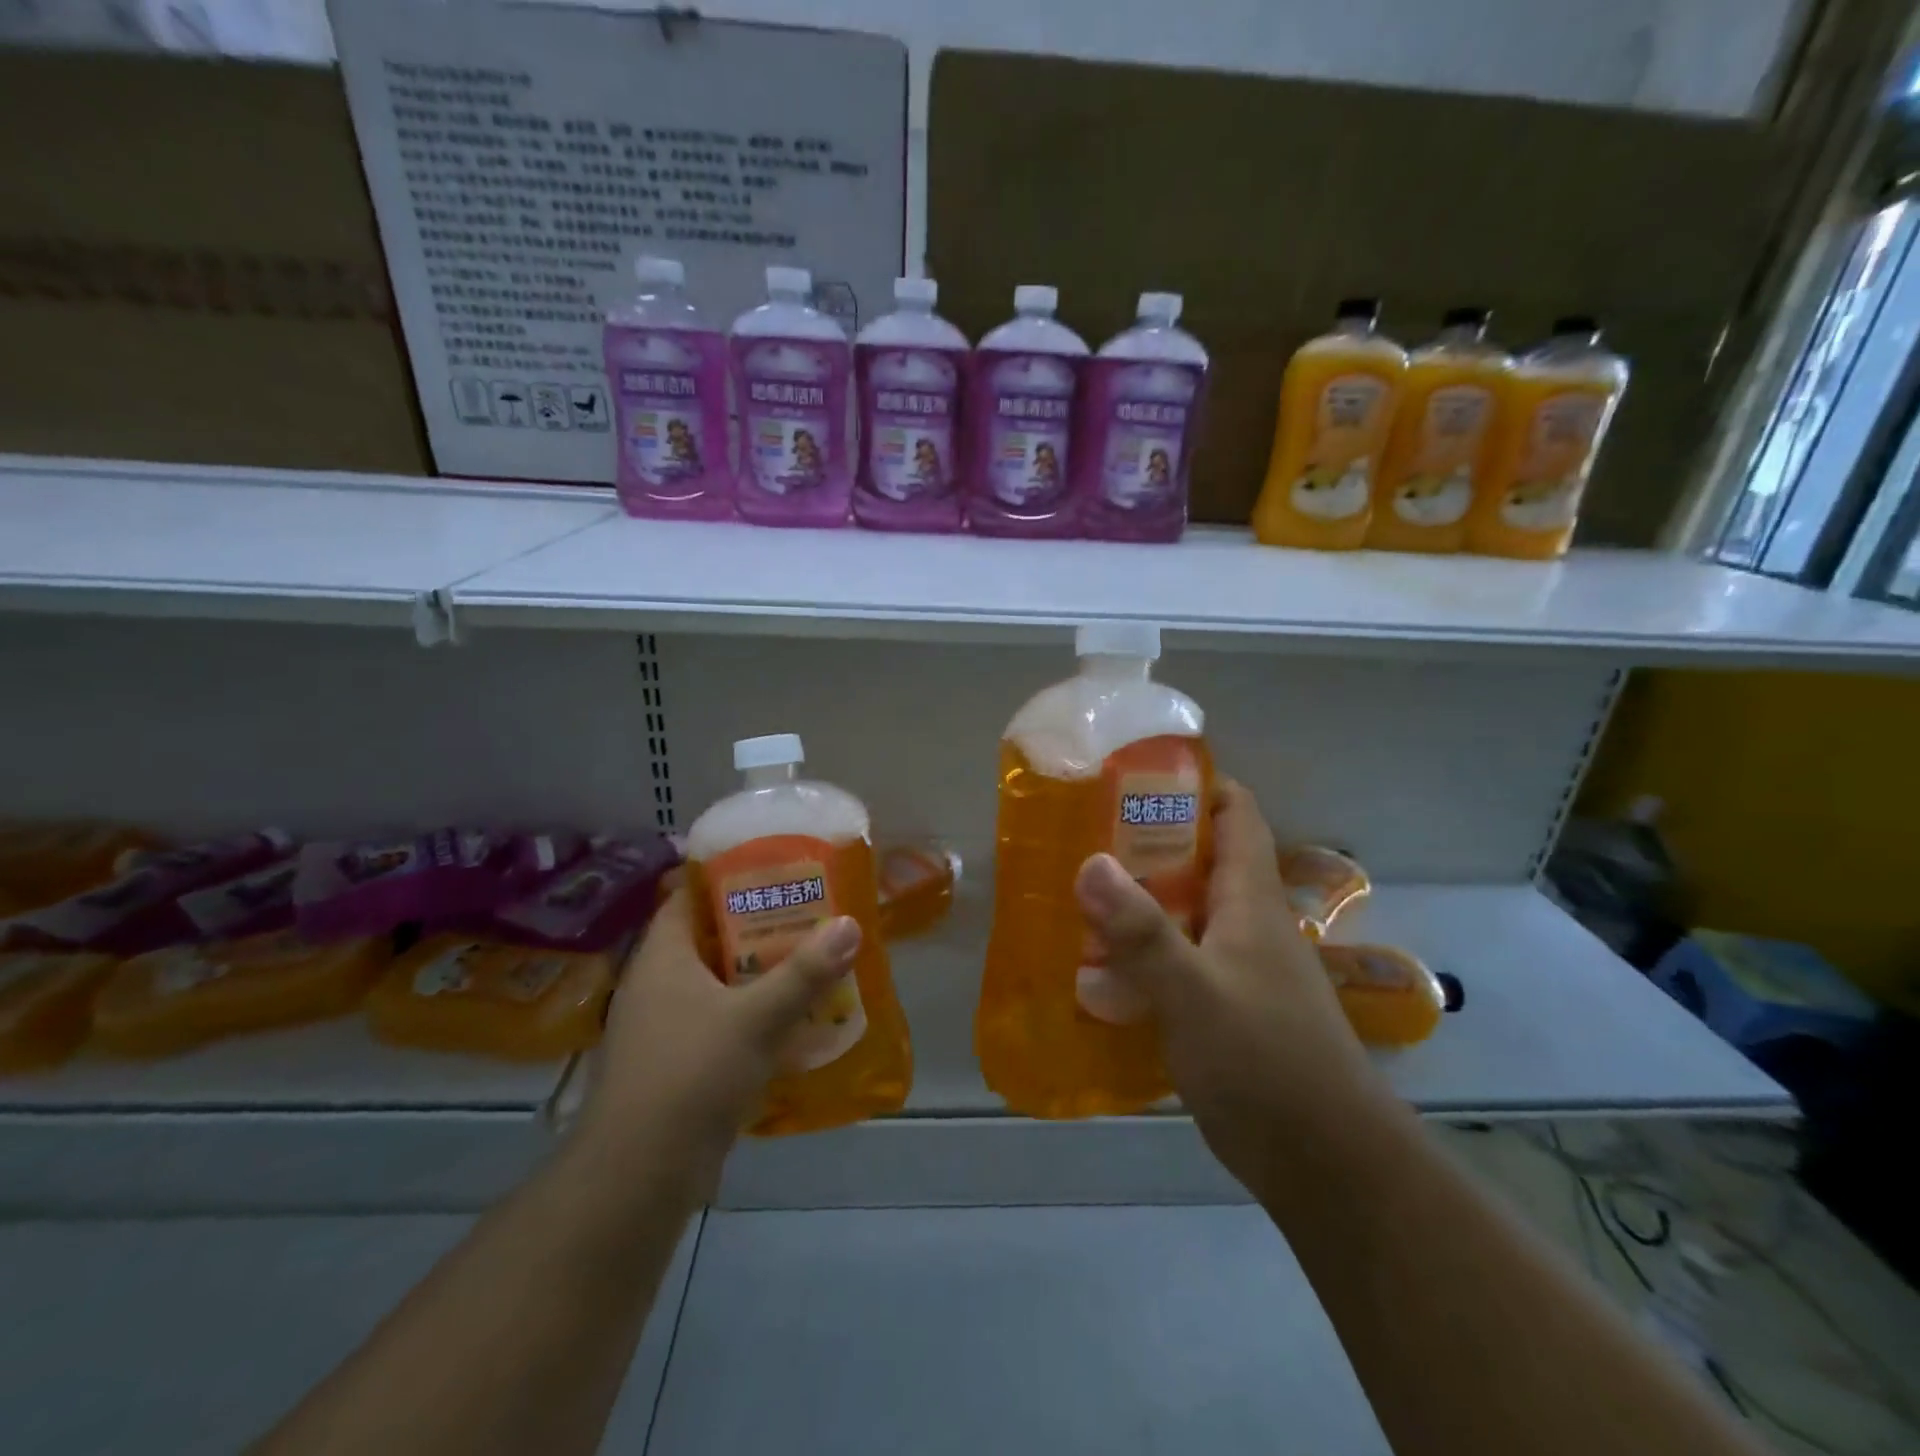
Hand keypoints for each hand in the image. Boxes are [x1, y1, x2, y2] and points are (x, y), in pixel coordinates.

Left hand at [577, 884, 859, 1191]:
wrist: (639, 1175)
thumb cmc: (691, 1074)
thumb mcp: (756, 1017)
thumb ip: (805, 972)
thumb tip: (850, 924)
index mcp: (662, 957)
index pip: (688, 896)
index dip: (726, 878)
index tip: (774, 871)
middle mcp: (657, 984)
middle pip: (709, 939)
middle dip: (757, 927)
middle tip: (807, 913)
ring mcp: (663, 1027)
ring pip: (717, 984)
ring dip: (758, 974)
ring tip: (809, 960)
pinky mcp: (676, 1064)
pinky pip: (719, 1022)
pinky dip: (751, 1015)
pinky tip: (791, 1020)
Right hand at [1074, 779, 1385, 1190]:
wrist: (1326, 1165)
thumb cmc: (1264, 1062)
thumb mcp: (1193, 992)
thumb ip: (1140, 931)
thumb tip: (1088, 862)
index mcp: (1251, 900)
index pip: (1235, 813)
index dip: (1194, 784)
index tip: (1133, 777)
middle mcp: (1250, 923)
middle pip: (1201, 860)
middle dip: (1146, 843)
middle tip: (1083, 839)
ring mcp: (1242, 968)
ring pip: (1187, 912)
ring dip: (1140, 902)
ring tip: (1079, 899)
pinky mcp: (1230, 1008)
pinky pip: (1182, 960)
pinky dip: (1145, 954)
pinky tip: (1102, 970)